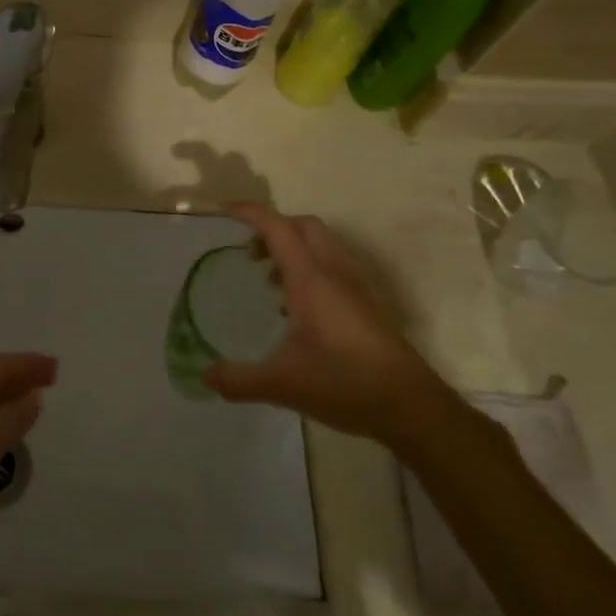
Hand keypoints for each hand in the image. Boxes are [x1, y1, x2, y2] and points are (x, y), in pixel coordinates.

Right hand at [204, 203, 426, 439]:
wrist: (411, 405)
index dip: (250, 213)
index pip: (277, 227)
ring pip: (322, 243)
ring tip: (271, 281)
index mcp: (311, 279)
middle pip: (302, 225)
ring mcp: (356, 284)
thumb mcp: (283, 385)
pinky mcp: (368, 301)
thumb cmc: (345, 384)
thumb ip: (239, 379)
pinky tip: (299, 307)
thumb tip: (205, 376)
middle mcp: (334, 271)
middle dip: (273, 227)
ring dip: (293, 247)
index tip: (225, 210)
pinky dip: (310, 266)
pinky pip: (334, 263)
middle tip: (249, 254)